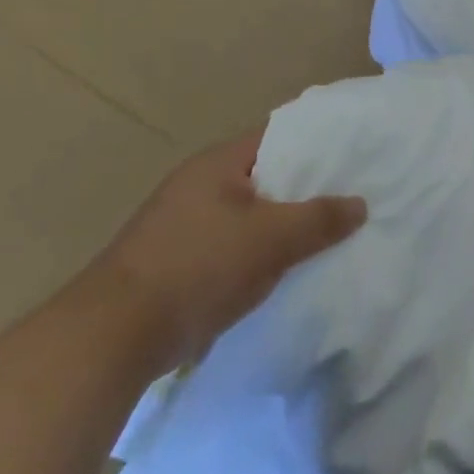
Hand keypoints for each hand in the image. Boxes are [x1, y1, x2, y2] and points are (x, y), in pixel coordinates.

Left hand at [92, 128, 366, 370]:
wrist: (113, 337)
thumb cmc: (197, 268)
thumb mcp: (271, 239)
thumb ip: (320, 218)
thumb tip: (360, 204)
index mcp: (217, 164)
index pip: (279, 136)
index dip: (319, 142)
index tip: (356, 153)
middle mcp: (200, 186)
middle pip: (269, 176)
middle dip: (309, 188)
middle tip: (356, 195)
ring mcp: (187, 225)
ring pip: (254, 215)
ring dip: (287, 225)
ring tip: (334, 232)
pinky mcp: (182, 262)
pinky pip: (238, 246)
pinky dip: (265, 252)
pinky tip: (293, 268)